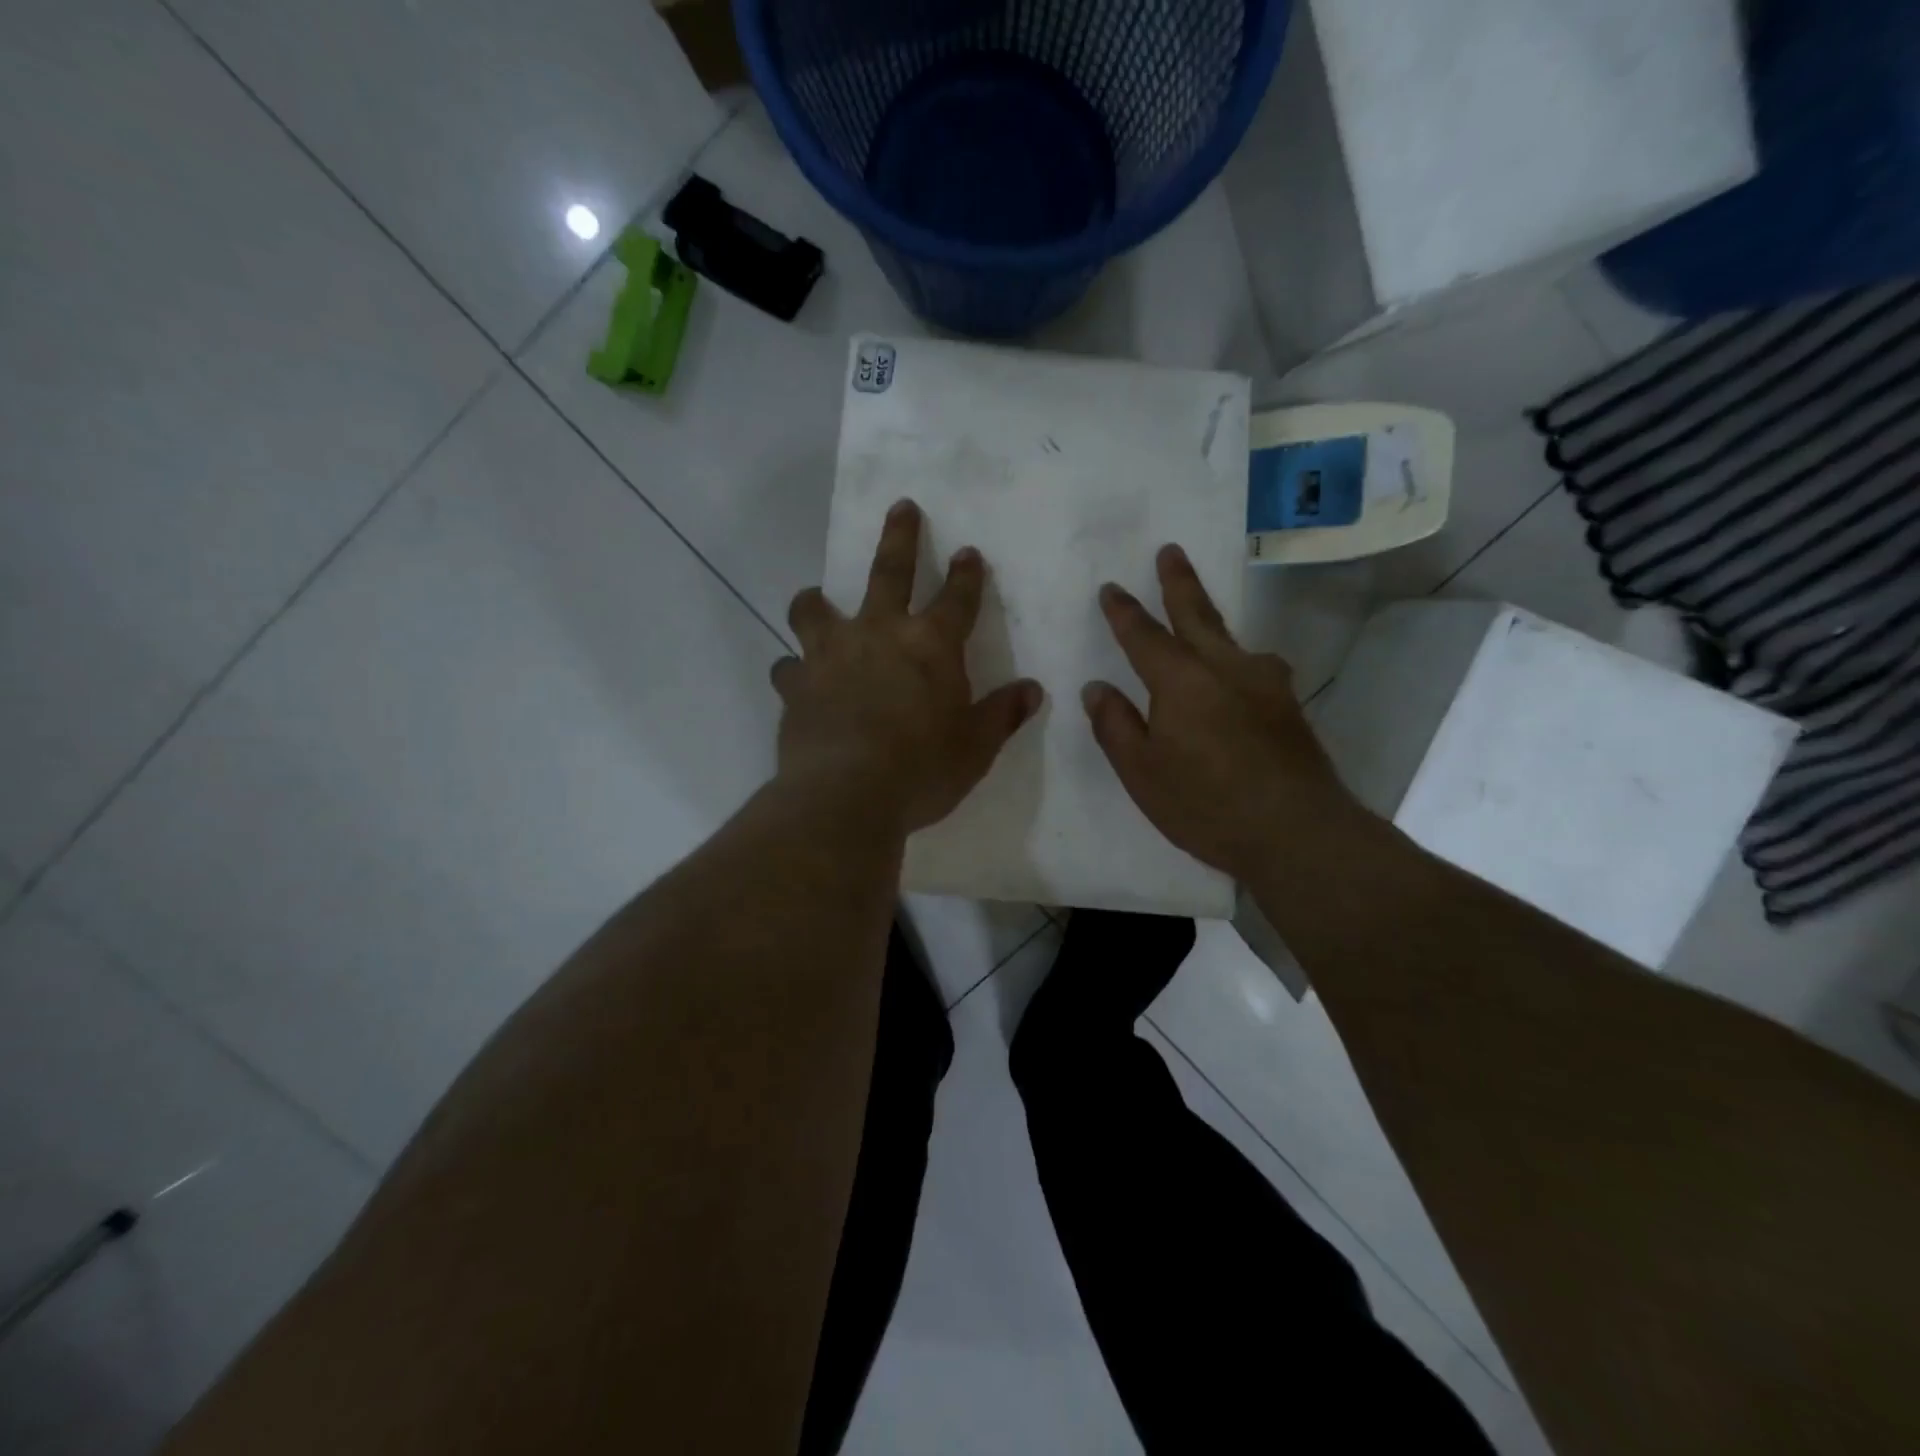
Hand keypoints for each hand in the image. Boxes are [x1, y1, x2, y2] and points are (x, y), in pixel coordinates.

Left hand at [775, 499, 1043, 835]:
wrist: (846, 795)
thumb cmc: (922, 769)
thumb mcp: (975, 747)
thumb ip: (1002, 714)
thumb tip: (1032, 690)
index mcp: (930, 646)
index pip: (957, 598)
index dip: (966, 574)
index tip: (968, 552)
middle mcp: (878, 634)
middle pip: (889, 571)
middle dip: (900, 536)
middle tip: (901, 507)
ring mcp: (830, 655)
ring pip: (814, 609)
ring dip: (815, 601)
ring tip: (814, 599)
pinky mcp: (795, 686)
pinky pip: (787, 667)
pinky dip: (793, 670)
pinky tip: (796, 680)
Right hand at [1082, 545, 1360, 879]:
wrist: (1298, 832)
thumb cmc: (1206, 804)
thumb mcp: (1142, 773)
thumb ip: (1116, 726)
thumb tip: (1096, 688)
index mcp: (1181, 681)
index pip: (1144, 636)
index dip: (1124, 612)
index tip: (1111, 588)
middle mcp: (1225, 668)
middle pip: (1198, 614)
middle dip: (1179, 582)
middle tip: (1171, 550)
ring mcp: (1264, 684)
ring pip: (1232, 639)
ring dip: (1212, 620)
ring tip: (1202, 617)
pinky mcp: (1288, 707)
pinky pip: (1255, 667)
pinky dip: (1238, 659)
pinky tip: (1241, 676)